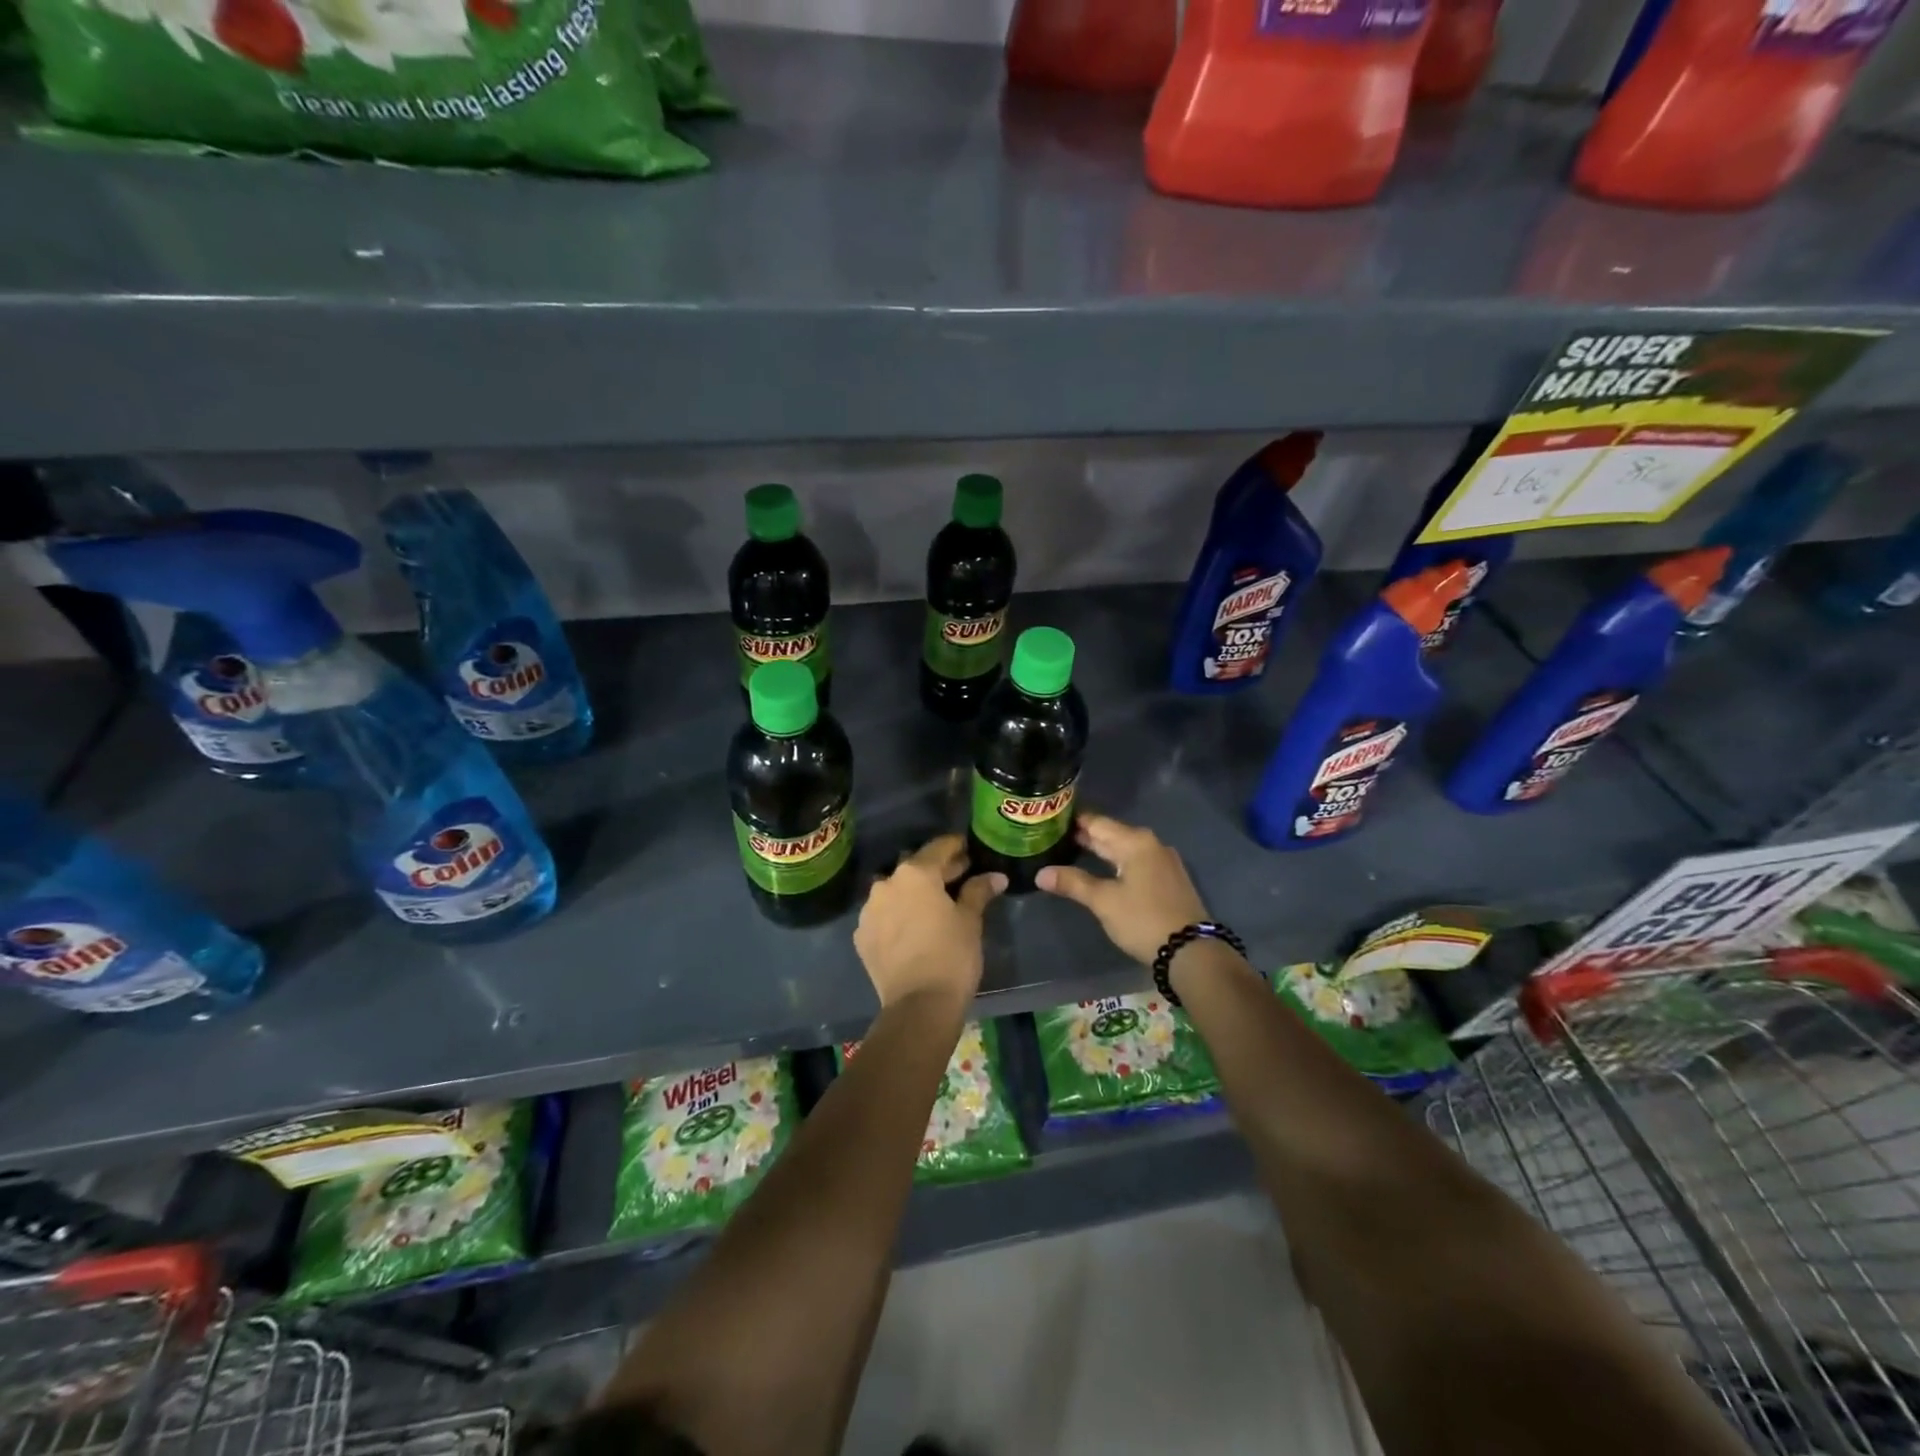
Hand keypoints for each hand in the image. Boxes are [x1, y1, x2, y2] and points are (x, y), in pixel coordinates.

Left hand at [854, 835, 1005, 1009]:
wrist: (918, 1006)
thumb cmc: (952, 955)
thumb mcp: (970, 921)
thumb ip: (978, 891)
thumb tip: (995, 877)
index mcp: (915, 873)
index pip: (939, 848)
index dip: (956, 848)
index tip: (968, 851)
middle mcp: (886, 883)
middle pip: (914, 868)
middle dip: (936, 871)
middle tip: (958, 878)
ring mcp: (869, 910)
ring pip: (895, 891)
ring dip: (912, 893)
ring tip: (932, 906)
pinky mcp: (861, 936)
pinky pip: (883, 915)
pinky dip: (897, 916)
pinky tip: (912, 929)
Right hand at [1036, 811, 1208, 965]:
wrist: (1191, 951)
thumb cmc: (1143, 919)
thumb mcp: (1103, 901)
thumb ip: (1072, 883)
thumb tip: (1040, 874)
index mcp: (1135, 842)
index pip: (1097, 822)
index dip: (1073, 820)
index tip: (1050, 818)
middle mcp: (1151, 844)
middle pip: (1111, 834)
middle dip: (1084, 836)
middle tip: (1053, 836)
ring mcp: (1163, 862)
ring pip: (1124, 849)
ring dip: (1100, 850)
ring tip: (1071, 851)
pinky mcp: (1168, 880)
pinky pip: (1135, 862)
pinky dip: (1116, 863)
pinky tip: (1101, 870)